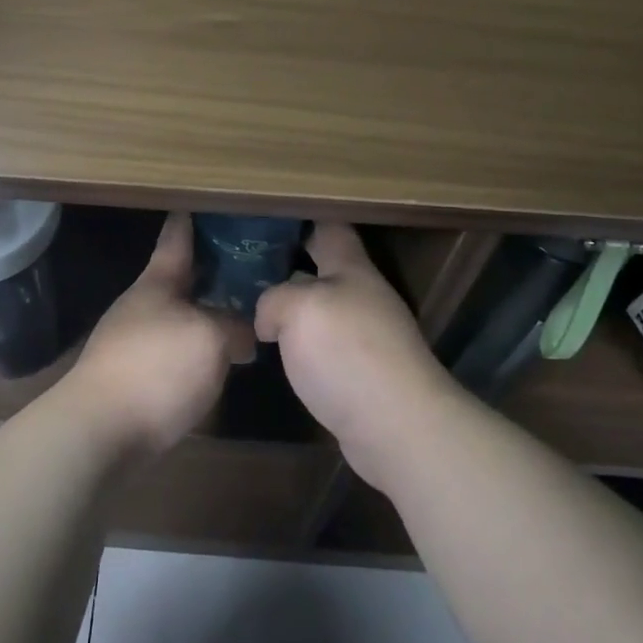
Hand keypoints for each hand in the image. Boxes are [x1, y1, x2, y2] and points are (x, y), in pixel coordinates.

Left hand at [66, 214, 254, 456]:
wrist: (100, 431)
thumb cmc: (156, 368)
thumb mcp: (210, 339)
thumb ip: (234, 328)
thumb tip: (243, 337)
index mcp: (156, 283)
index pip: (176, 238)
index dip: (190, 220)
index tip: (201, 202)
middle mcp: (141, 306)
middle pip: (178, 280)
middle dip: (209, 271)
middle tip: (248, 264)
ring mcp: (132, 342)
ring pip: (177, 316)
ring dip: (204, 313)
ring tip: (241, 317)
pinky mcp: (132, 378)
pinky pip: (172, 350)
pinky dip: (195, 348)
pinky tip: (216, 362)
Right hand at [256, 222, 456, 486]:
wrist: (397, 426)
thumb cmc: (348, 353)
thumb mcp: (298, 309)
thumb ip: (275, 299)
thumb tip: (269, 318)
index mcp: (352, 269)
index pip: (330, 228)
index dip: (303, 218)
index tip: (269, 215)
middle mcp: (363, 297)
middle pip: (325, 268)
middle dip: (290, 263)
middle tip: (245, 264)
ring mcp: (367, 337)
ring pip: (322, 309)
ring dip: (293, 307)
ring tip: (251, 307)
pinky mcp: (362, 374)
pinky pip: (324, 346)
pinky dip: (301, 344)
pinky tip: (277, 353)